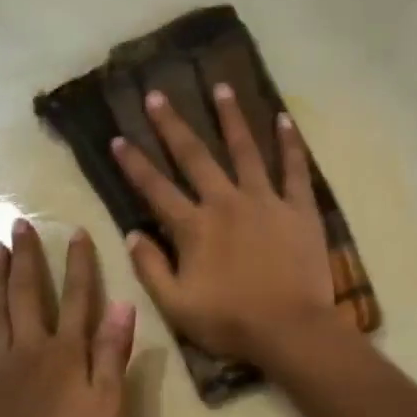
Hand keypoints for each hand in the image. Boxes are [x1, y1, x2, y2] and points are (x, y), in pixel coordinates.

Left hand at [0, 219, 136, 416]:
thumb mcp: (107, 401)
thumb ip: (113, 352)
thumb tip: (124, 304)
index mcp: (66, 351)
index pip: (77, 300)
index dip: (79, 266)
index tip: (76, 232)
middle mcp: (31, 349)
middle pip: (28, 296)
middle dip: (27, 259)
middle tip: (18, 224)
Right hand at [112, 85, 335, 362]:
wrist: (291, 329)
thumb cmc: (230, 322)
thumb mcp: (177, 306)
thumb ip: (151, 268)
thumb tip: (131, 234)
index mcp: (194, 227)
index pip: (156, 189)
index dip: (134, 164)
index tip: (117, 138)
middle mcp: (226, 202)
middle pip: (195, 157)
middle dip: (172, 125)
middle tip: (158, 95)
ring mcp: (265, 201)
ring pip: (245, 150)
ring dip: (231, 118)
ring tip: (221, 87)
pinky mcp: (299, 209)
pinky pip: (295, 169)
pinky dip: (290, 143)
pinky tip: (284, 119)